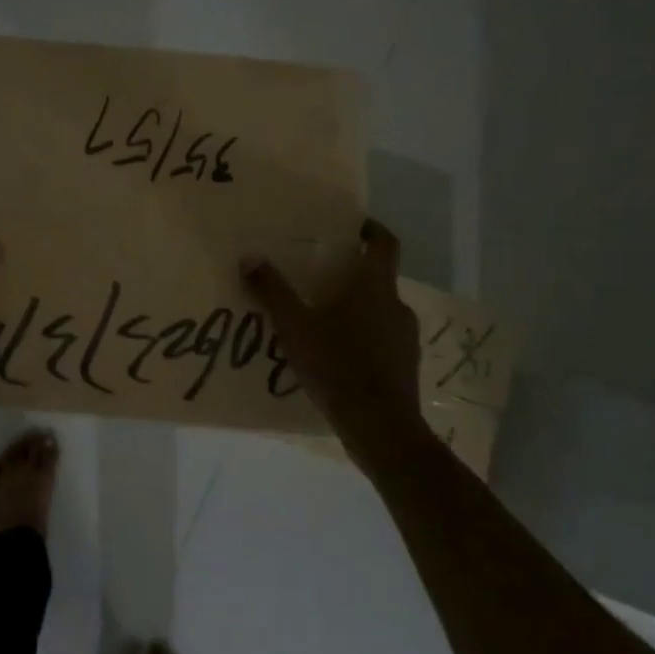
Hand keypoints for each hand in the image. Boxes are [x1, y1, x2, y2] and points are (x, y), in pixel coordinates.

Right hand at [240, 219, 423, 452]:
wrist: (380, 427)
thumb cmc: (337, 365)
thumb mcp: (294, 326)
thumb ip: (272, 291)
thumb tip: (249, 258)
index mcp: (375, 287)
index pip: (385, 244)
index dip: (372, 230)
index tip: (353, 226)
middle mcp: (396, 305)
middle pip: (378, 278)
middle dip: (350, 274)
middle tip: (318, 277)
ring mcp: (405, 337)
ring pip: (379, 310)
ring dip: (355, 308)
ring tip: (321, 319)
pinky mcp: (404, 365)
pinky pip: (381, 339)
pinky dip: (361, 337)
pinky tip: (335, 355)